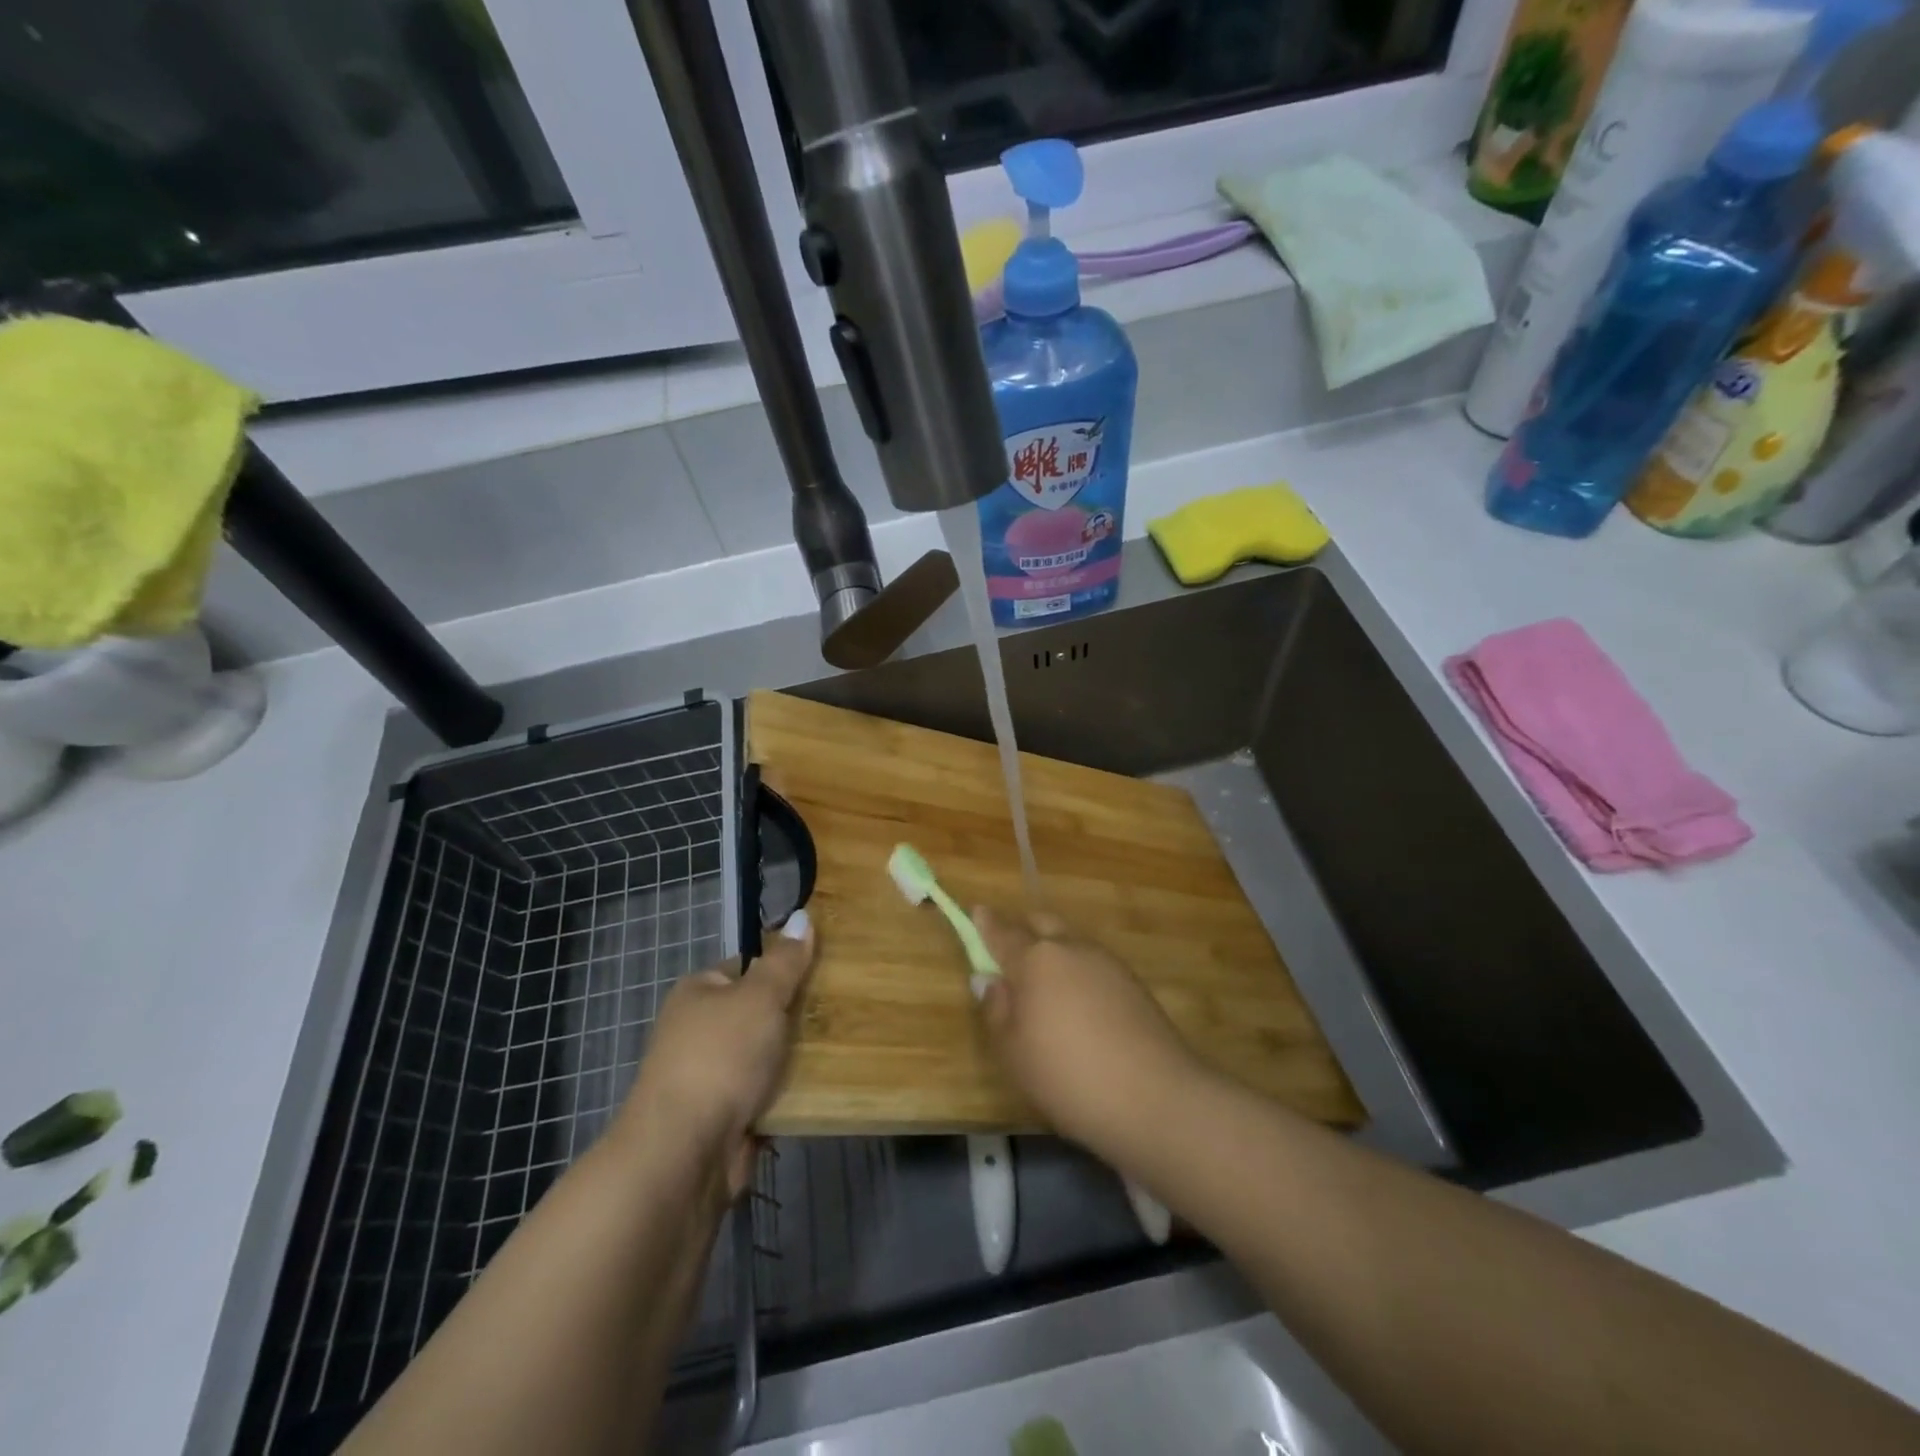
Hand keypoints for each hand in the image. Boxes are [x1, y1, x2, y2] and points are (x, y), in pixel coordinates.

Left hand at [620, 911, 815, 1197]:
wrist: (685, 1152)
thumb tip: (800, 915)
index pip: (746, 966)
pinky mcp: (726, 1116)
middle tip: (841, 1008)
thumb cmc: (721, 1057)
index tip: (824, 969)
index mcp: (698, 993)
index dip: (783, 966)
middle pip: (759, 1012)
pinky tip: (825, 1085)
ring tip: (845, 1043)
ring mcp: (711, 1076)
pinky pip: (768, 1093)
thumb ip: (785, 961)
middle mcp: (699, 1031)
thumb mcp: (760, 997)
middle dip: (794, 1015)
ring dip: (796, 1057)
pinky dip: (790, 1092)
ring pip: (767, 1055)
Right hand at [973, 906, 1202, 1150]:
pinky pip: (1093, 963)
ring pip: (1071, 941)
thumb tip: (990, 980)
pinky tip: (1078, 1003)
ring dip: (1054, 950)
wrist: (1153, 1096)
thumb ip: (996, 1009)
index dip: (987, 923)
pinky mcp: (1132, 982)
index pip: (1003, 932)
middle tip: (1010, 952)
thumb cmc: (1066, 1075)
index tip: (978, 911)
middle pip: (1042, 923)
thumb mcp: (1013, 1050)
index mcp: (1035, 959)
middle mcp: (1071, 947)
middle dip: (1024, 929)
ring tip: (1046, 985)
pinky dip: (1078, 971)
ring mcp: (1106, 961)